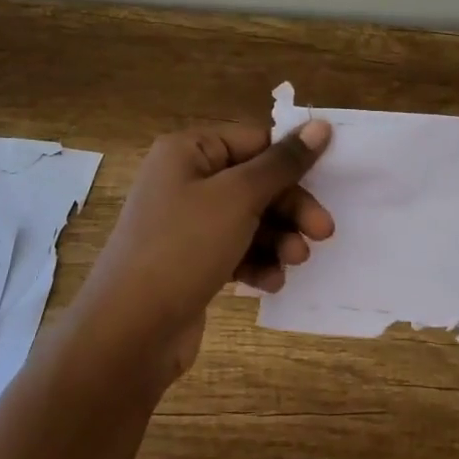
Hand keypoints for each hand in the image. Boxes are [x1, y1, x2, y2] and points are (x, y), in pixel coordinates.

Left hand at [71, 119, 333, 383]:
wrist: (128, 333)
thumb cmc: (183, 247)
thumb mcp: (239, 198)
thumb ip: (282, 163)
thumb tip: (320, 126)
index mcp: (188, 151)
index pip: (254, 140)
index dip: (291, 159)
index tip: (329, 179)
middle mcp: (185, 180)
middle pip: (255, 181)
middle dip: (290, 207)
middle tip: (324, 232)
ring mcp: (186, 223)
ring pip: (249, 218)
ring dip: (278, 238)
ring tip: (296, 261)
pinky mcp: (191, 261)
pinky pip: (235, 249)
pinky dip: (257, 262)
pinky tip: (270, 283)